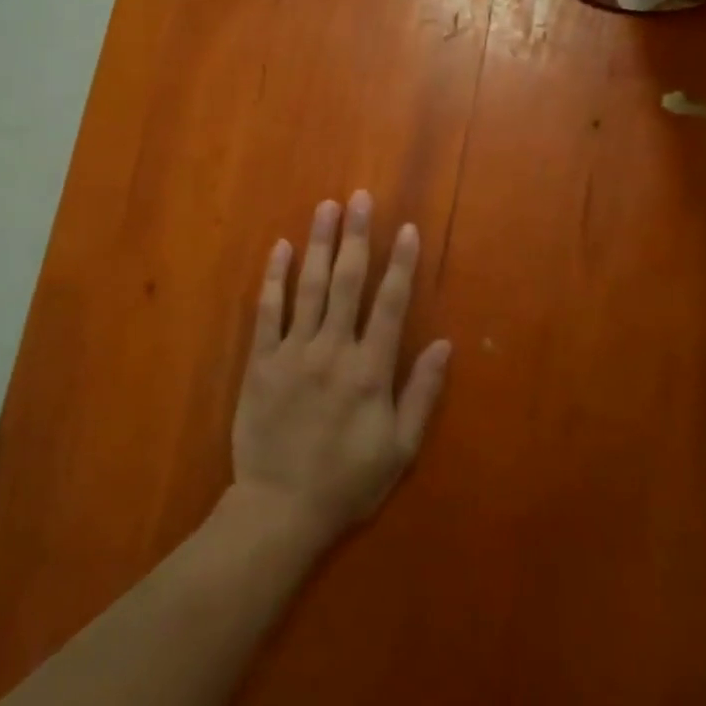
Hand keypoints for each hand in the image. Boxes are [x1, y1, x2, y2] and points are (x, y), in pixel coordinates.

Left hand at [230, 192, 452, 548]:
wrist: (280, 508)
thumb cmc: (347, 481)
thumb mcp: (400, 448)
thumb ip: (422, 393)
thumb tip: (444, 344)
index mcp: (370, 370)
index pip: (391, 304)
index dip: (401, 263)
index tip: (406, 228)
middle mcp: (333, 350)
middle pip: (347, 282)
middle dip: (356, 236)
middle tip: (359, 198)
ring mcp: (293, 352)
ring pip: (309, 286)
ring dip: (319, 243)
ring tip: (326, 207)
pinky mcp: (260, 361)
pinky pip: (267, 310)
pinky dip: (275, 277)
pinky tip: (280, 248)